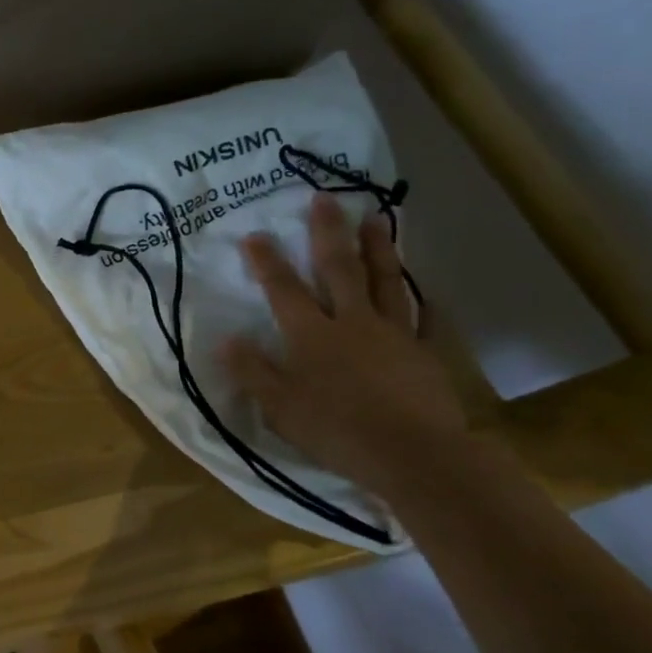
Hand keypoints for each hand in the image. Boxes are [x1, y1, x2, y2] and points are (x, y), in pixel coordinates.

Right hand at [224, 194, 467, 494]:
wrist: (413, 454)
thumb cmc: (335, 430)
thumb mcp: (278, 406)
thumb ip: (253, 370)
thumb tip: (226, 339)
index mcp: (312, 335)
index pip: (284, 290)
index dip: (268, 262)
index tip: (255, 234)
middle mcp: (352, 323)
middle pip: (339, 270)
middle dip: (328, 233)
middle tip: (324, 198)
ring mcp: (394, 334)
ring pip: (385, 282)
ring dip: (378, 249)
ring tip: (376, 219)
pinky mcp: (425, 353)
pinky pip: (425, 319)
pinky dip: (424, 301)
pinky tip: (426, 288)